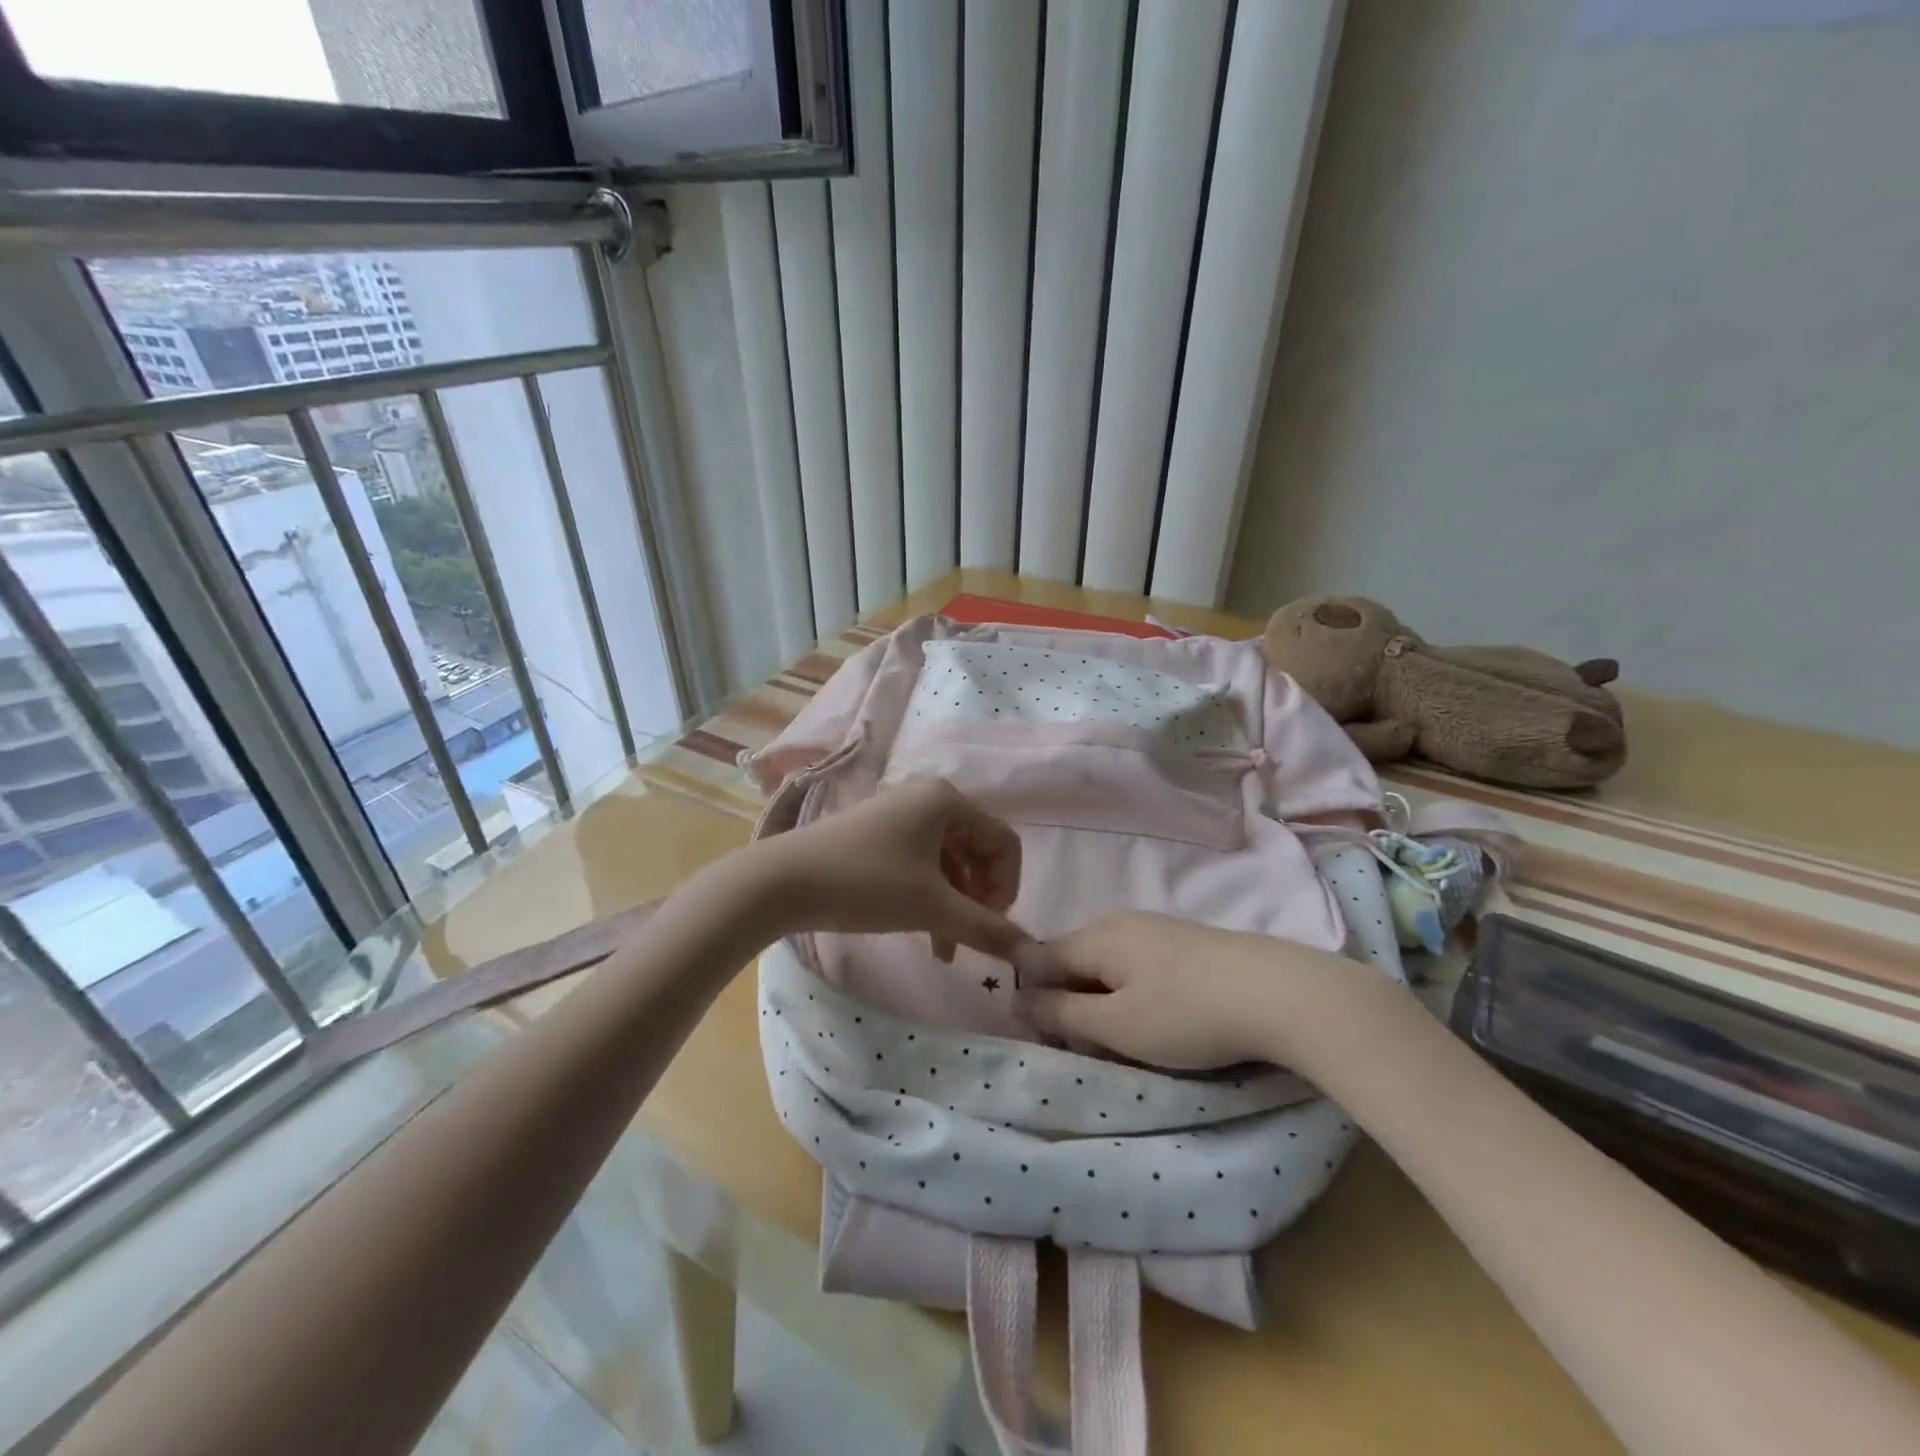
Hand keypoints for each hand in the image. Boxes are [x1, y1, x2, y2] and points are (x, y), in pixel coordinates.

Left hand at [758, 777, 1028, 960]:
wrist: (783, 881)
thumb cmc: (866, 883)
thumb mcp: (932, 907)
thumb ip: (987, 929)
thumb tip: (1035, 954)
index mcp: (948, 800)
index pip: (1004, 842)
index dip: (1007, 888)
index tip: (992, 927)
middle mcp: (928, 797)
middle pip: (978, 851)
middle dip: (980, 899)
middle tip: (971, 937)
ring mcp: (902, 814)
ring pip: (950, 862)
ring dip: (955, 904)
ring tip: (946, 949)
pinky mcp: (880, 834)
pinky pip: (923, 863)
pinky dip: (931, 897)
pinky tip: (928, 936)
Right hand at [1019, 912, 1355, 1069]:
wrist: (1280, 993)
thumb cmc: (1187, 1014)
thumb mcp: (1116, 1025)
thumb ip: (1062, 1013)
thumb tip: (1019, 1000)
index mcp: (1095, 936)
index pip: (1039, 958)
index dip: (1031, 997)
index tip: (1044, 1038)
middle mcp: (1119, 921)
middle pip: (1072, 960)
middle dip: (1068, 1001)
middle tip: (1086, 1047)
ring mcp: (1155, 927)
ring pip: (1106, 964)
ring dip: (1101, 999)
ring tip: (1123, 1038)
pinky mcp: (1185, 941)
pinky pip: (1137, 964)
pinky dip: (1131, 991)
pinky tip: (1158, 1017)